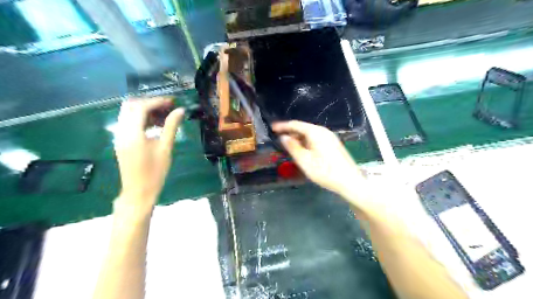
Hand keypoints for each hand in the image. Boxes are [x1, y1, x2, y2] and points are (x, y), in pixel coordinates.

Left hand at [114, 97, 185, 208]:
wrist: (139, 191)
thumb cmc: (155, 172)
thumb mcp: (165, 148)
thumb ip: (171, 127)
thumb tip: (180, 111)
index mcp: (132, 134)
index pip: (141, 107)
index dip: (157, 101)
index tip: (172, 102)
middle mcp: (121, 131)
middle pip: (130, 106)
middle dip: (149, 102)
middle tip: (167, 106)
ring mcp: (119, 136)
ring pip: (127, 113)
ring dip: (144, 110)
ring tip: (163, 115)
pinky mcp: (121, 141)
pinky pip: (128, 122)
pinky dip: (140, 118)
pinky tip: (154, 124)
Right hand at [272, 120, 364, 195]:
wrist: (349, 182)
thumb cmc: (325, 171)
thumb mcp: (304, 161)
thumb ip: (292, 147)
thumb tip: (283, 137)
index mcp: (316, 132)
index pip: (296, 124)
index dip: (283, 126)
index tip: (272, 128)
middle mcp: (323, 131)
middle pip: (303, 128)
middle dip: (290, 133)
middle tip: (279, 140)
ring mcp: (330, 137)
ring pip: (310, 134)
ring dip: (298, 138)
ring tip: (289, 146)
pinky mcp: (333, 144)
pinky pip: (315, 139)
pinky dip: (306, 142)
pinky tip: (303, 150)